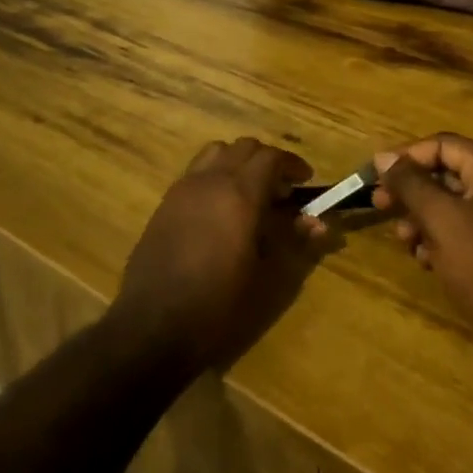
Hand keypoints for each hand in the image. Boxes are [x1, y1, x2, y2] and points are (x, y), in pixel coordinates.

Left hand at [111, 137, 316, 373]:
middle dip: (267, 162)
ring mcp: (184, 188)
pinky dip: (215, 176)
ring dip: (238, 163)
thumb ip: (293, 242)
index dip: (292, 164)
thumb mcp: (266, 278)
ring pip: (217, 153)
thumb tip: (318, 223)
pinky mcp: (165, 202)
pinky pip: (196, 171)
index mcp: (240, 194)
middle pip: (244, 147)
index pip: (271, 157)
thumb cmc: (218, 305)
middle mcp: (211, 180)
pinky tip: (220, 210)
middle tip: (281, 192)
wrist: (153, 324)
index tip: (305, 181)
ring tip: (250, 194)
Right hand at [372, 133, 472, 377]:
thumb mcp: (440, 218)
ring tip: (403, 240)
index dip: (406, 156)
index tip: (375, 175)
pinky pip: (457, 232)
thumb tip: (383, 156)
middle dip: (409, 190)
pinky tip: (423, 260)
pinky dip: (435, 240)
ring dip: (419, 218)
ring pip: (446, 206)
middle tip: (378, 204)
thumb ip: (409, 183)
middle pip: (443, 174)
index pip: (442, 145)